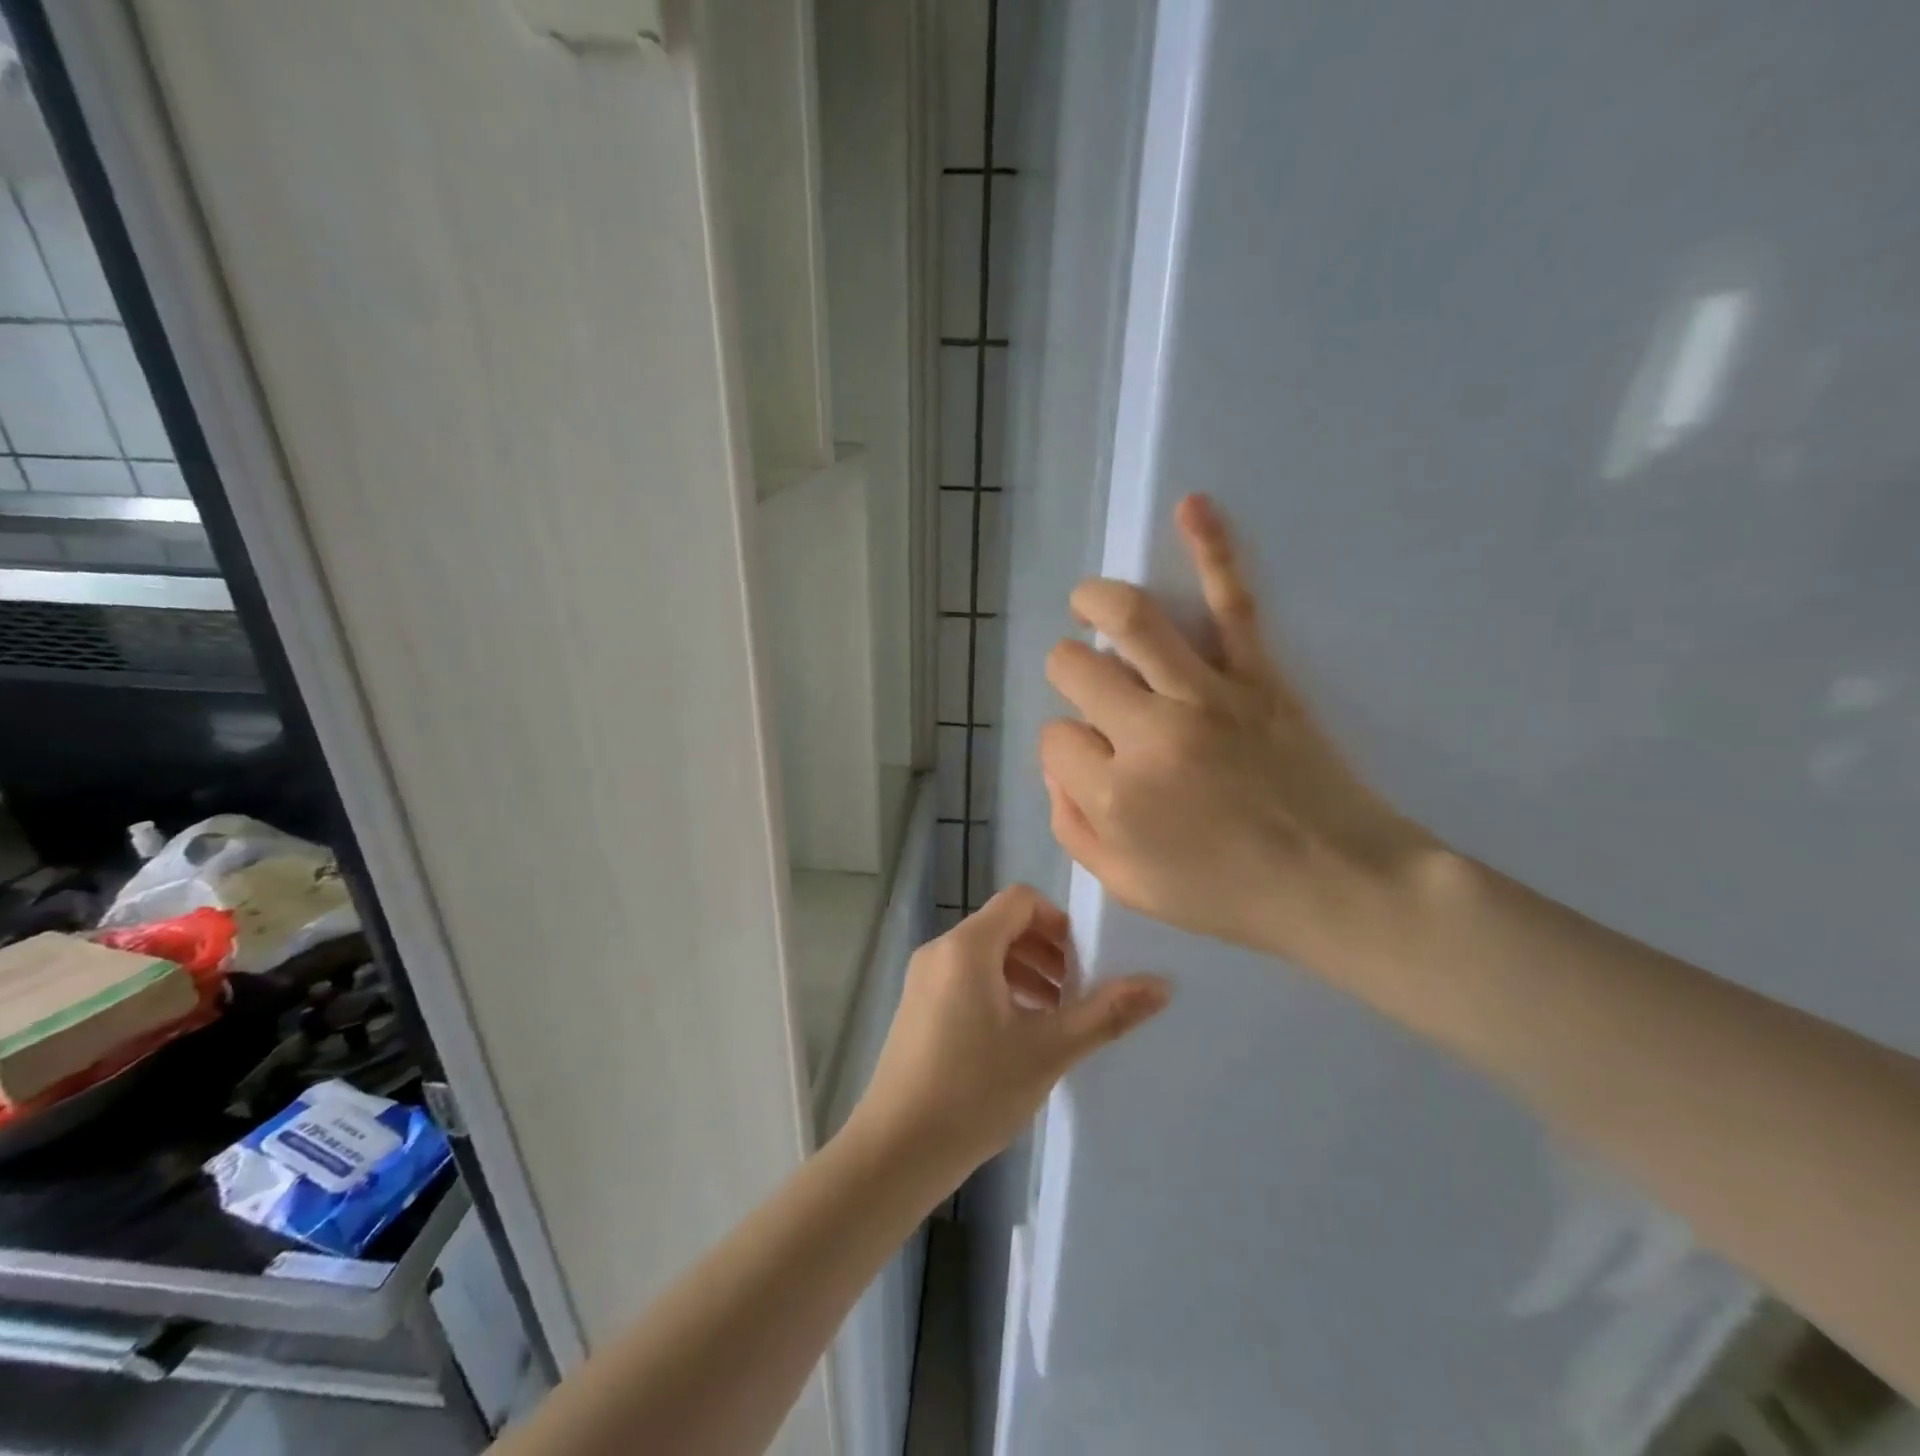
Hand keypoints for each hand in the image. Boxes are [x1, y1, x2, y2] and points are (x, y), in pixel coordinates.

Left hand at [850, 885, 1168, 1186]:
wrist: (896, 1150)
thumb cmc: (974, 1091)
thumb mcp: (1048, 1051)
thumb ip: (1105, 1014)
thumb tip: (1161, 984)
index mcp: (968, 946)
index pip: (1020, 900)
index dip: (1058, 921)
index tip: (1085, 961)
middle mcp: (941, 950)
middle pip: (1003, 926)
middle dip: (1046, 951)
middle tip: (1077, 992)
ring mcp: (923, 979)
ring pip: (984, 955)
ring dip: (1025, 972)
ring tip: (1055, 1017)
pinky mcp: (916, 1007)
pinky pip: (965, 978)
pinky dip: (998, 990)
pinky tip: (1018, 1036)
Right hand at [1039, 494, 1438, 974]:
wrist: (1339, 884)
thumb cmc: (1230, 896)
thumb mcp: (1130, 888)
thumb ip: (1074, 829)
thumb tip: (1057, 768)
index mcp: (1115, 795)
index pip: (1055, 739)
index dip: (1066, 749)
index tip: (1093, 764)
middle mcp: (1149, 734)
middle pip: (1075, 669)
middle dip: (1070, 676)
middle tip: (1093, 692)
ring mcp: (1206, 696)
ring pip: (1131, 620)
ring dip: (1095, 601)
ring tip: (1086, 602)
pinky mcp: (1259, 675)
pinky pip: (1232, 603)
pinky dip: (1214, 548)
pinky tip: (1193, 506)